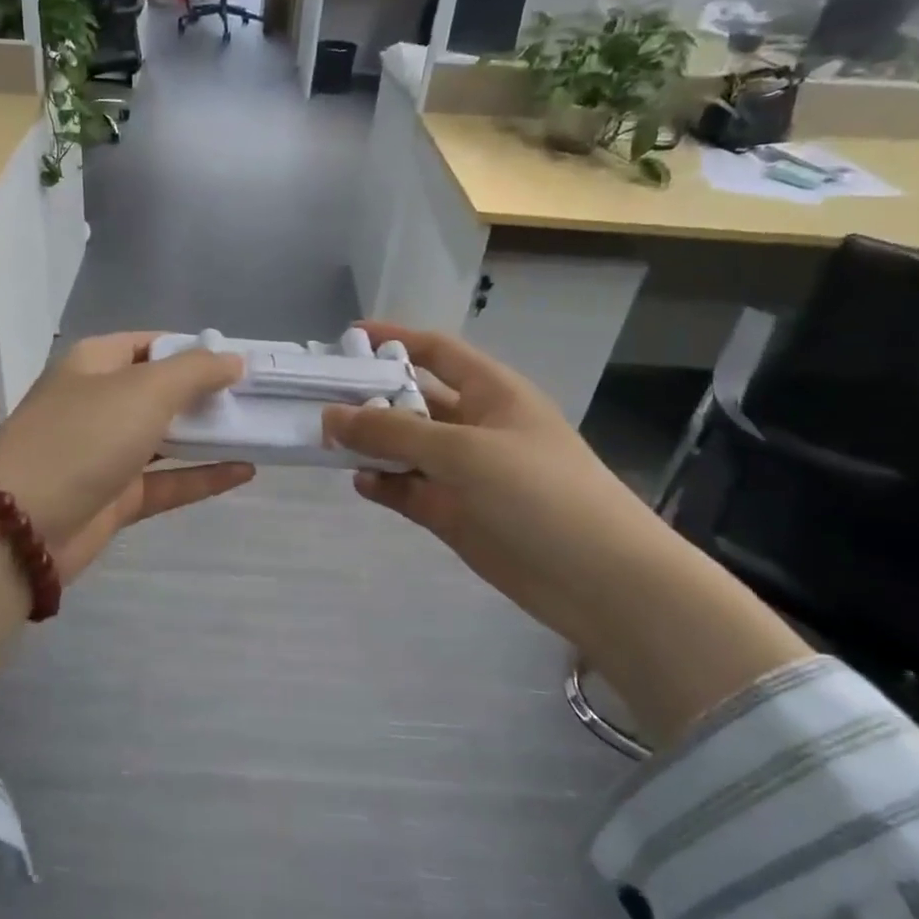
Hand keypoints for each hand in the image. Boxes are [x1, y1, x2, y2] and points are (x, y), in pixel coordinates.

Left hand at [0, 332, 251, 728]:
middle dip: (209, 394)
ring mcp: (106, 452)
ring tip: (261, 429)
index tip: (242, 361)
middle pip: (163, 390)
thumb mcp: (143, 391)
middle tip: (261, 398)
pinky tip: (246, 470)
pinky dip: (203, 476)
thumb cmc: (82, 439)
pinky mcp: (115, 497)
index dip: (196, 348)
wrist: (19, 525)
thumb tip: (233, 359)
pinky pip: (168, 480)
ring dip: (210, 435)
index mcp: (96, 364)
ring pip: (168, 437)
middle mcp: (100, 402)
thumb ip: (194, 371)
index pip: (153, 343)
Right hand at [322, 323, 809, 743]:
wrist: (600, 581)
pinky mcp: (456, 514)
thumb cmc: (539, 493)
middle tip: (319, 398)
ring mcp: (465, 473)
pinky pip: (410, 490)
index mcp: (492, 393)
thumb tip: (331, 416)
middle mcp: (476, 427)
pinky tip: (360, 483)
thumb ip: (394, 432)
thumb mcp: (464, 451)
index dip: (395, 339)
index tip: (347, 337)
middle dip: (371, 397)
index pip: (437, 352)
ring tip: (326, 442)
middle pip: (413, 400)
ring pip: (406, 448)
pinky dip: (384, 485)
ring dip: (371, 444)